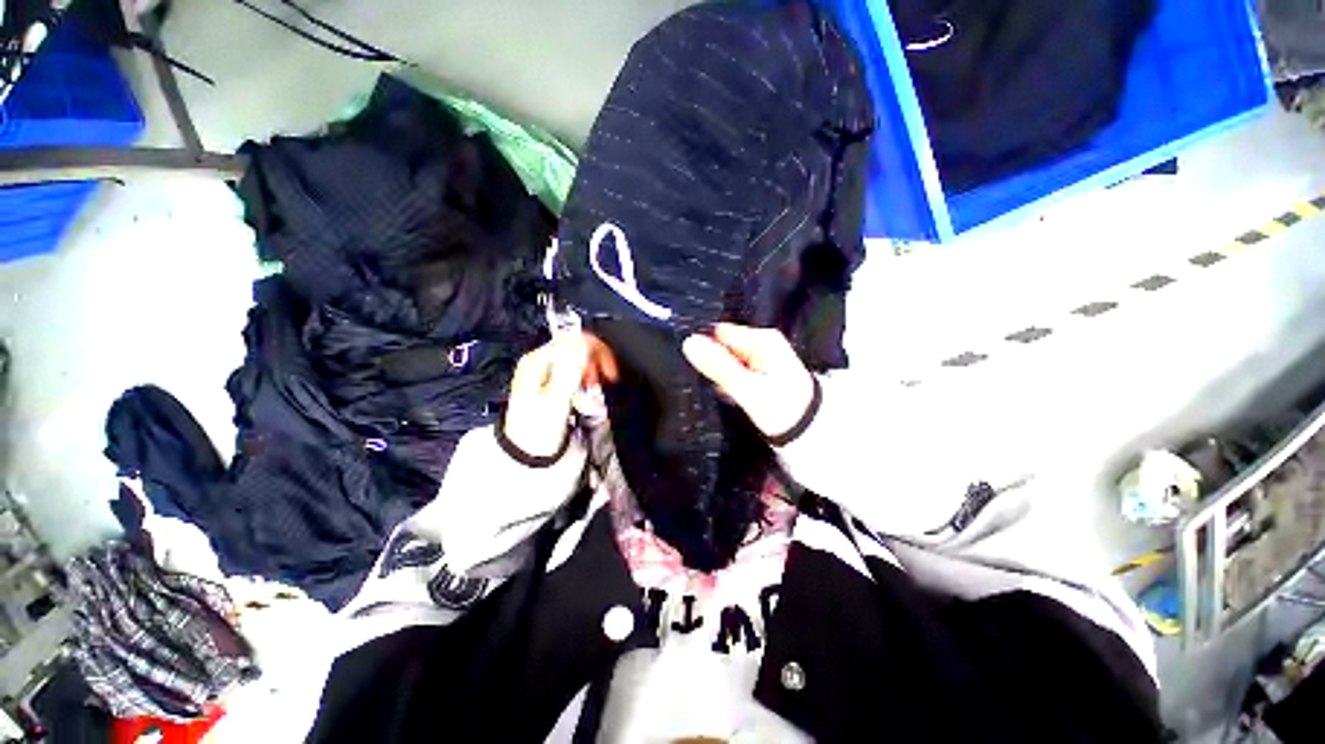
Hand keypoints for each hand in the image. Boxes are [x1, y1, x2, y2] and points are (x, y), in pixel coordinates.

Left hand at [503, 333, 617, 458]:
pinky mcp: (553, 384)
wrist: (529, 455)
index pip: (576, 340)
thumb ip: (570, 369)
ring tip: (596, 389)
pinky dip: (587, 378)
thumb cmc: (539, 431)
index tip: (610, 373)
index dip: (599, 353)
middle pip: (578, 347)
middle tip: (605, 380)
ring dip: (593, 371)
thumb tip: (583, 343)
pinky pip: (576, 371)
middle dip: (596, 362)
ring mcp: (546, 373)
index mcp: (538, 361)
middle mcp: (540, 362)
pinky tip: (588, 391)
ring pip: (579, 359)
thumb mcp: (555, 399)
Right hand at [682, 323, 816, 440]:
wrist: (808, 432)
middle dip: (711, 360)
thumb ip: (718, 365)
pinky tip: (727, 392)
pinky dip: (727, 380)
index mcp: (762, 340)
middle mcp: (762, 344)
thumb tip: (690, 343)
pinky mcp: (758, 372)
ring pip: (726, 359)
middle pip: (722, 344)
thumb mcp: (746, 388)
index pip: (720, 330)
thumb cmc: (782, 409)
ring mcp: (760, 358)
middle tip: (708, 379)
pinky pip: (734, 370)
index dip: (703, 343)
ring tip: (719, 388)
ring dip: (718, 372)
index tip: (692, 360)